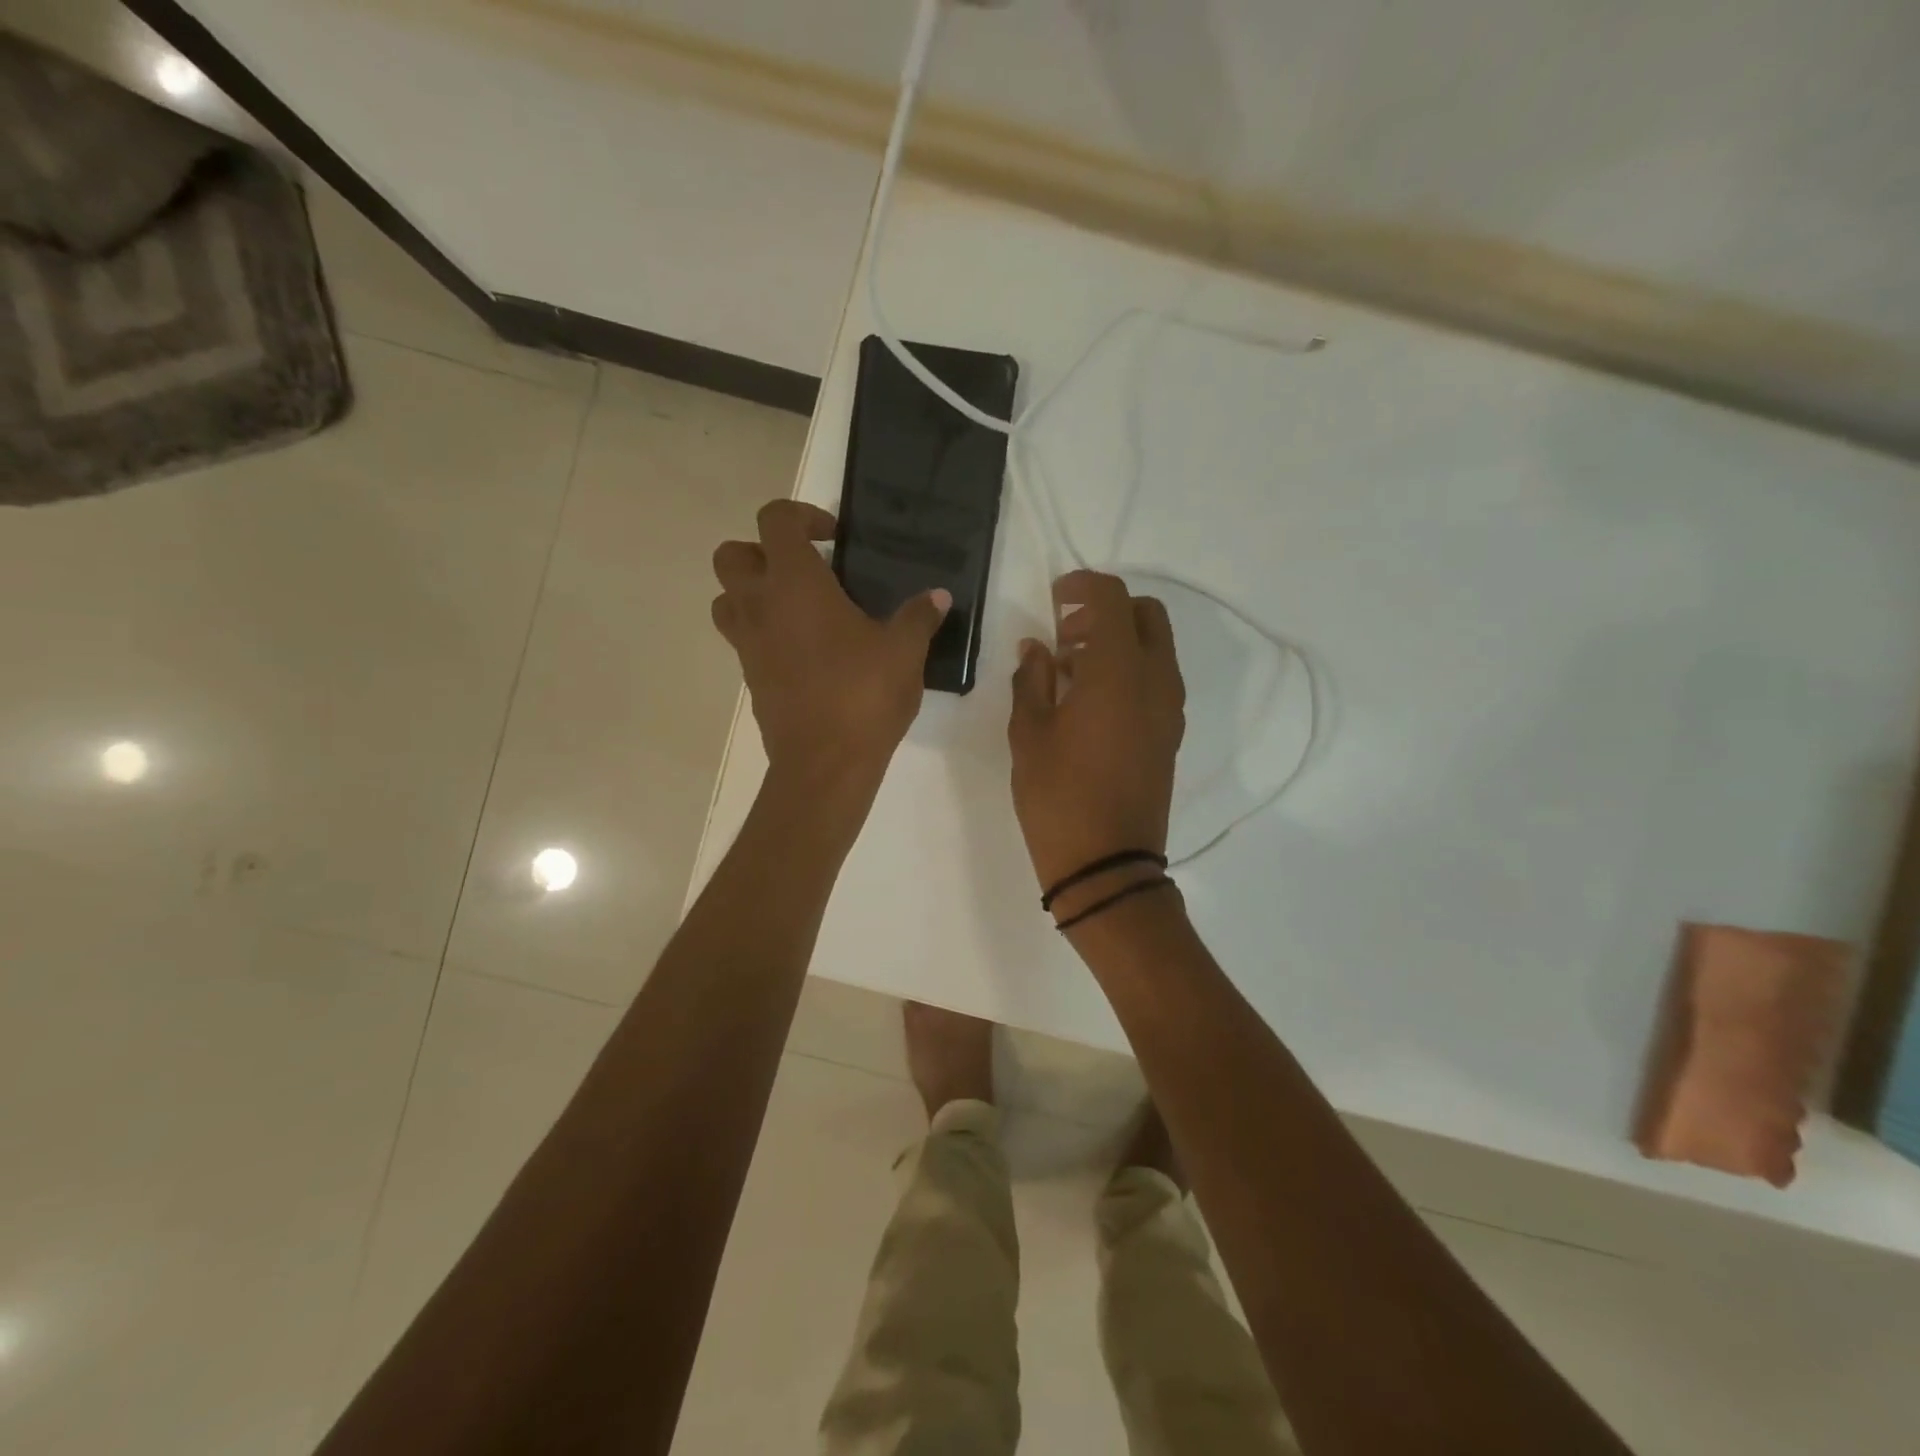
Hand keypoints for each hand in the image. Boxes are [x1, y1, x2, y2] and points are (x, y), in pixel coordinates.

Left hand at [712, 501, 949, 797]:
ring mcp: (747, 644)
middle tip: (806, 571)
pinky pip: (743, 639)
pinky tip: (806, 651)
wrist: (824, 764)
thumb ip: (919, 616)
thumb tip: (938, 595)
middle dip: (763, 552)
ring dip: (753, 592)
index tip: (834, 538)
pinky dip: (764, 632)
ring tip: (799, 609)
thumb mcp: (904, 651)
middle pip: (732, 555)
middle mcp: (759, 606)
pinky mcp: (750, 677)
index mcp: (794, 583)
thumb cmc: (863, 696)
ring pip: (726, 599)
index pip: (774, 520)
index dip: (802, 516)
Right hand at [1008, 570, 1184, 896]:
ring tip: (1070, 669)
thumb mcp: (1029, 734)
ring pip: (1156, 646)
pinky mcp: (1171, 732)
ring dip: (1118, 640)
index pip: (1111, 598)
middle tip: (1065, 633)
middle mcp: (1155, 679)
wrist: (1108, 865)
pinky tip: (1090, 700)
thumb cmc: (1058, 797)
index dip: (1082, 586)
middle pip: (1146, 614)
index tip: (1054, 597)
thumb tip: (1035, 648)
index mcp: (1118, 671)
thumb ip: (1032, 680)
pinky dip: (1129, 669)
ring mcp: (1170, 707)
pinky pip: (1156, 678)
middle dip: (1107, 609)